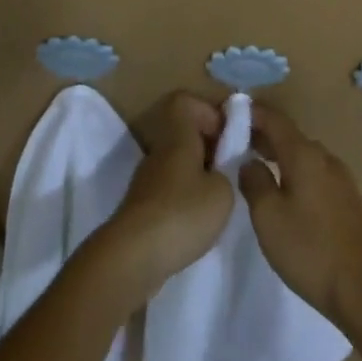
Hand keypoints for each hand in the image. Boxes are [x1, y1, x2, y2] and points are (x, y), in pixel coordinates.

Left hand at [95, 91, 234, 300]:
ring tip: (217, 200)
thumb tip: (220, 170)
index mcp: (177, 138)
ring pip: (177, 163)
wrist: (131, 258)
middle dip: (209, 146)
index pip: (185, 102)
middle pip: (183, 133)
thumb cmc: (182, 214)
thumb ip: (227, 172)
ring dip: (198, 175)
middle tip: (230, 170)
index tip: (227, 134)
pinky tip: (198, 222)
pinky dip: (185, 198)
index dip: (208, 110)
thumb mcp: (222, 192)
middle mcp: (159, 152)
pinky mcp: (142, 208)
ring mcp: (147, 181)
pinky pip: (169, 189)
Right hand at [239, 104, 361, 328]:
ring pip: (304, 156)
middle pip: (290, 137)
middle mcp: (325, 157)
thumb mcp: (268, 216)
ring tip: (258, 167)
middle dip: (264, 137)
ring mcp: (341, 177)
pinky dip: (296, 172)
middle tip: (237, 145)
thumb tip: (249, 161)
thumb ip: (254, 181)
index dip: (253, 114)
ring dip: (281, 156)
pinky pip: (316, 173)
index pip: (275, 120)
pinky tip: (286, 191)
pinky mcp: (348, 199)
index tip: (231, 113)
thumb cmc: (309, 248)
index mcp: (304, 154)